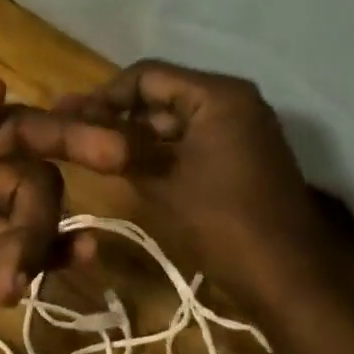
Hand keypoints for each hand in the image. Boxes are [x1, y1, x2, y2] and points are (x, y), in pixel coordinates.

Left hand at [0, 79, 88, 353]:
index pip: (13, 128)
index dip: (62, 133)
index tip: (111, 151)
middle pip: (34, 183)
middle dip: (27, 228)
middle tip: (2, 275)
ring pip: (36, 225)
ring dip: (12, 262)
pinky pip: (40, 257)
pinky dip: (61, 255)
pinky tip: (83, 256)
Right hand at [28, 60, 339, 311]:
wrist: (285, 278)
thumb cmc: (220, 223)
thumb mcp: (159, 182)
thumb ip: (118, 146)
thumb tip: (75, 122)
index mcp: (218, 96)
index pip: (147, 76)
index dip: (103, 95)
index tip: (68, 117)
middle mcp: (235, 101)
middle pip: (162, 94)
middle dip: (118, 114)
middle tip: (74, 130)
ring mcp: (244, 128)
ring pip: (176, 119)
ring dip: (137, 134)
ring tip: (93, 149)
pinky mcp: (244, 155)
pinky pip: (193, 139)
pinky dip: (162, 150)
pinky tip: (127, 165)